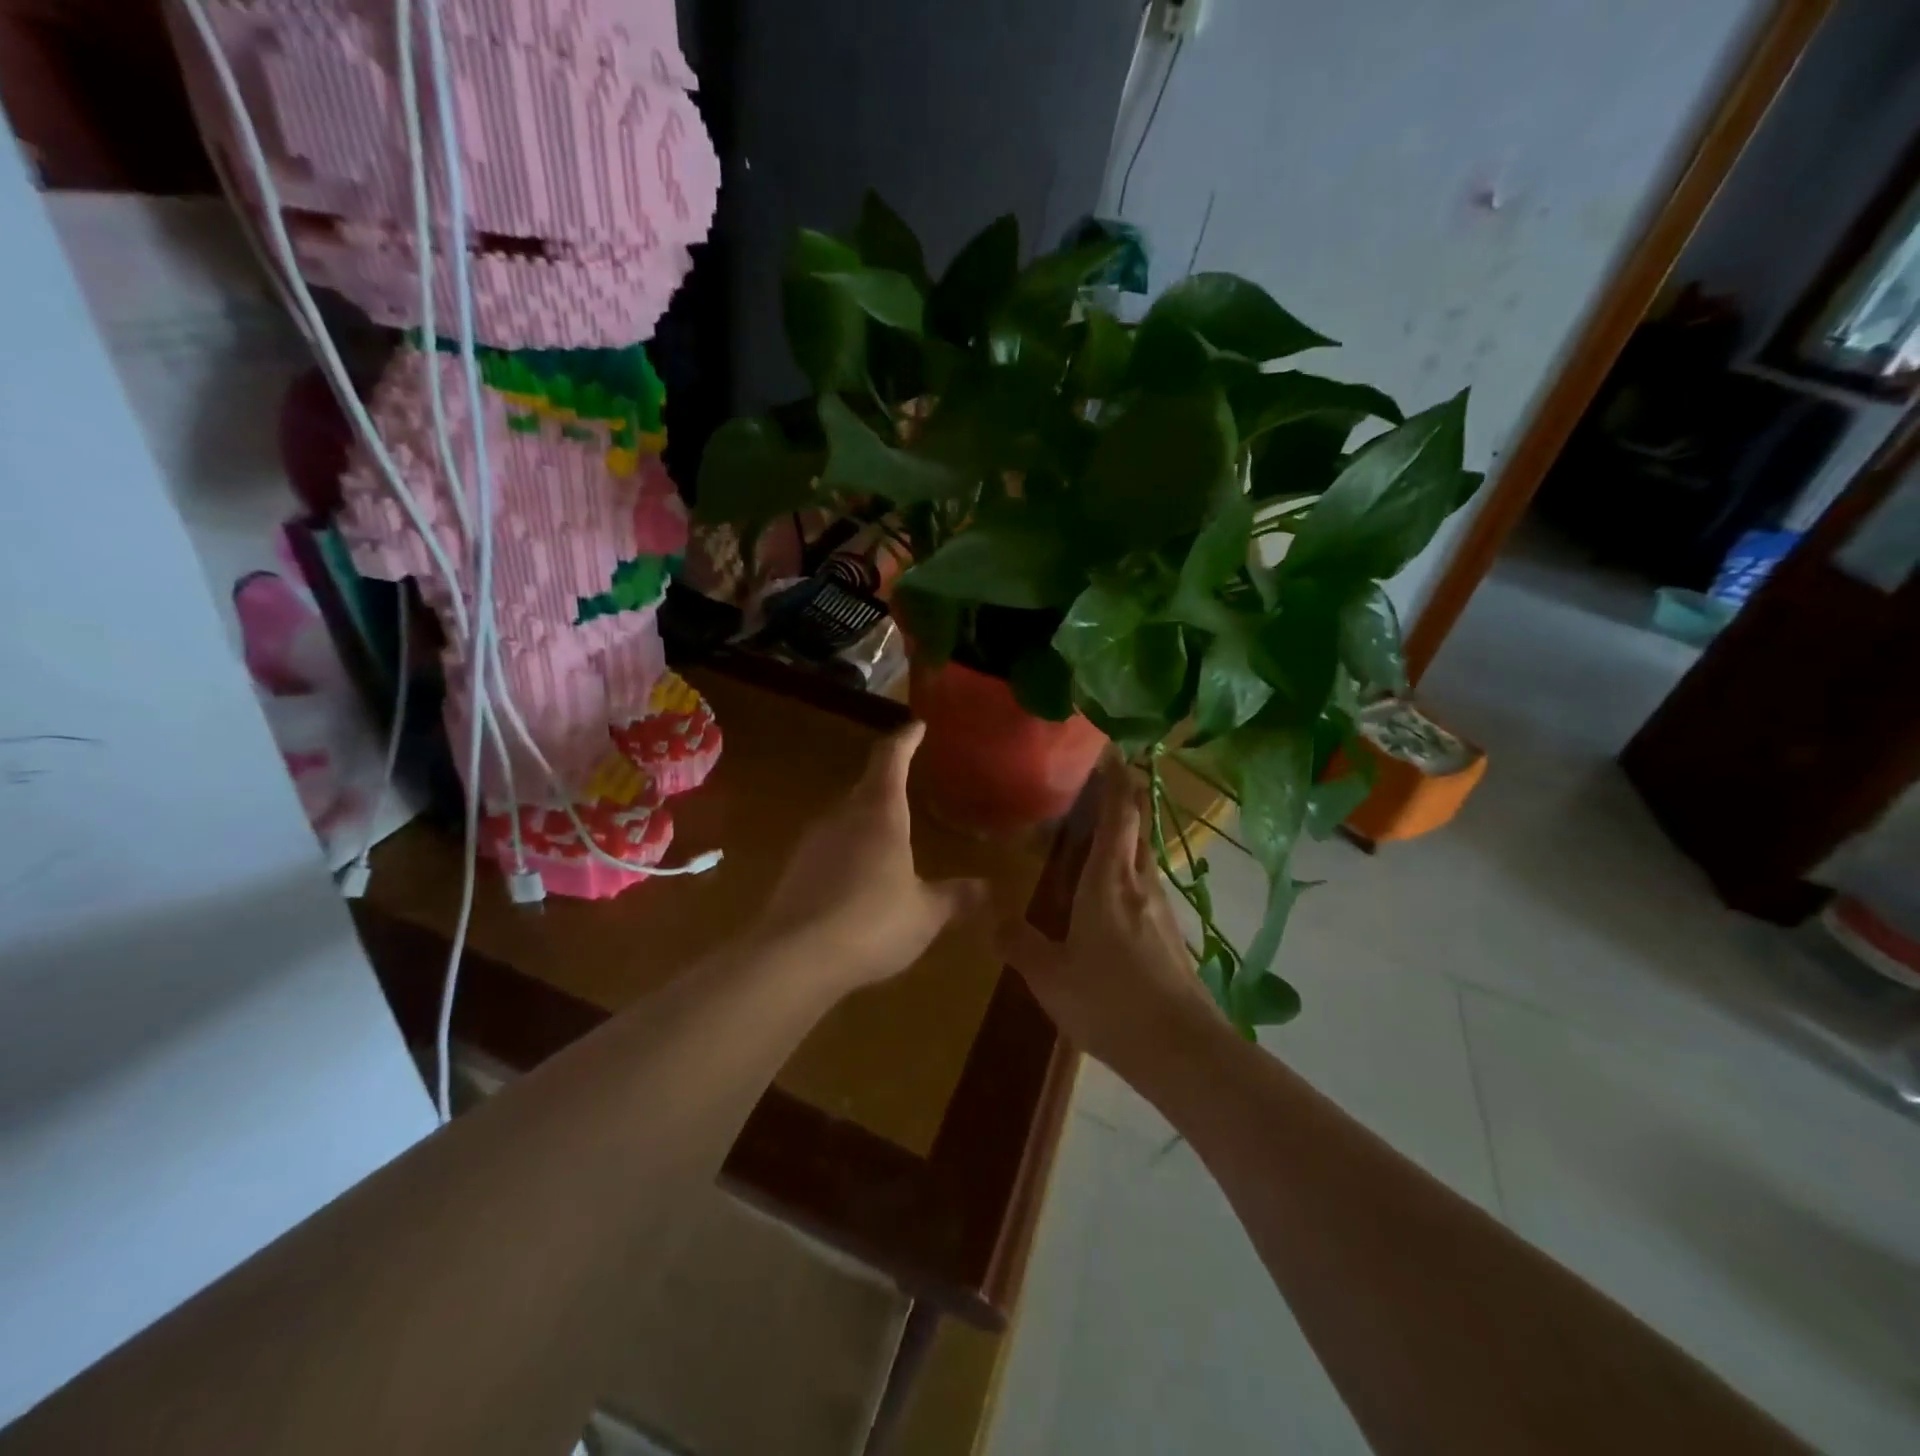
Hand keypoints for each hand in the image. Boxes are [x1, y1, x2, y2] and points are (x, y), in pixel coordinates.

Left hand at [759, 722, 989, 994]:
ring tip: (887, 839)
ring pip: (844, 817)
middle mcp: (843, 817)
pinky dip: (846, 853)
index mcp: (880, 814)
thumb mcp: (925, 914)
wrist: (794, 958)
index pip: (891, 760)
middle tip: (907, 785)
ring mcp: (813, 842)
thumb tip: (987, 888)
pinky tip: (857, 881)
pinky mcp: (794, 870)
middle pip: (866, 786)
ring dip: (865, 820)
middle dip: (887, 782)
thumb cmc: (872, 923)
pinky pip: (828, 848)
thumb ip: (955, 897)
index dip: (905, 739)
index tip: (916, 726)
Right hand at [997, 756, 1223, 1085]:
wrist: (1180, 1049)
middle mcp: (1139, 884)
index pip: (1117, 815)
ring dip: (1129, 832)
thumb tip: (989, 919)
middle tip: (1107, 775)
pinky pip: (1147, 885)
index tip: (1111, 751)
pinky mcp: (1171, 935)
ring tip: (1106, 827)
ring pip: (1144, 856)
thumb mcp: (1049, 975)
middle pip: (1137, 827)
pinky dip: (1132, 868)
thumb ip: (1018, 943)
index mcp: (1108, 882)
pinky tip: (1118, 889)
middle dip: (1125, 796)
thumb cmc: (1109, 1002)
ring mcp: (1160, 910)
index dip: (1115, 780)